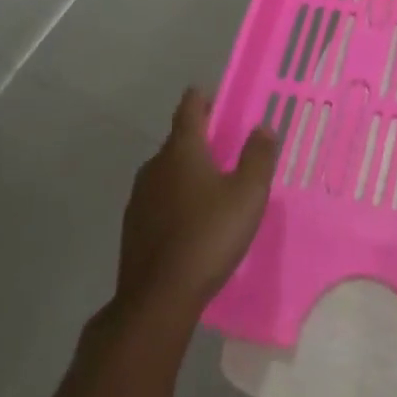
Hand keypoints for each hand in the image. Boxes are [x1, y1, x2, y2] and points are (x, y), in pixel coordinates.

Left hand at [114, 89, 276, 323]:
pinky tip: (193, 220)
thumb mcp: (248, 194)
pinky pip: (160, 200)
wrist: (157, 301)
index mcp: (181, 150)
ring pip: (167, 171)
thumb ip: (258, 156)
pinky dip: (176, 199)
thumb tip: (262, 128)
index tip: (217, 95)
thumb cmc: (208, 236)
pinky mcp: (134, 229)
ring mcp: (139, 199)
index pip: (189, 108)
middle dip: (201, 137)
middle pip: (178, 140)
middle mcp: (155, 166)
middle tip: (228, 145)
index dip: (203, 98)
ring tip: (214, 184)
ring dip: (188, 170)